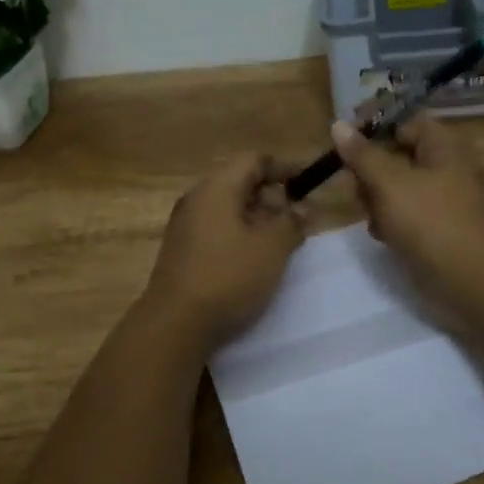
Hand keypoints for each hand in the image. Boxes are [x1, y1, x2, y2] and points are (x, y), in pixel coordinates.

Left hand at [144, 153, 305, 349]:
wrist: (175, 324)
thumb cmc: (228, 277)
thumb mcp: (272, 249)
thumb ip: (292, 222)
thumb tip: (303, 208)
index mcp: (217, 188)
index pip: (254, 160)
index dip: (284, 168)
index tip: (308, 184)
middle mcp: (197, 199)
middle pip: (239, 183)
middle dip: (272, 197)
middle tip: (298, 219)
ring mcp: (185, 226)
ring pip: (228, 209)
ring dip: (258, 219)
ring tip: (282, 242)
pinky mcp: (181, 251)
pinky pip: (216, 229)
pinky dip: (240, 235)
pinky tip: (255, 260)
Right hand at [331, 115, 483, 307]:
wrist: (469, 277)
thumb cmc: (428, 221)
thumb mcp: (388, 183)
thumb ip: (361, 154)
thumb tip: (338, 125)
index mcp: (445, 145)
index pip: (405, 124)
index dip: (374, 133)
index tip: (347, 151)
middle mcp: (452, 166)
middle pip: (401, 157)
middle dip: (373, 174)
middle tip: (357, 192)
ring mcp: (451, 199)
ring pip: (403, 188)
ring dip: (380, 200)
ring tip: (371, 218)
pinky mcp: (447, 227)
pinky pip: (414, 213)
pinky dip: (397, 221)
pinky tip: (385, 236)